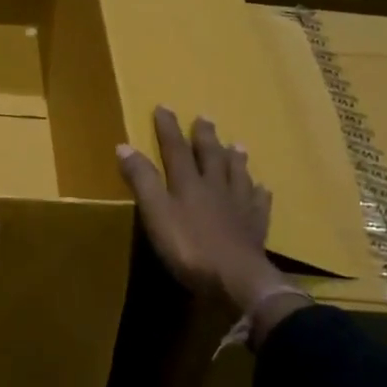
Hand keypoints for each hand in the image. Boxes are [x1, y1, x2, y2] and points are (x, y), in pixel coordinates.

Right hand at [117, 107, 286, 312]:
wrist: (237, 280)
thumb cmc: (189, 247)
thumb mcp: (155, 214)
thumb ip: (142, 181)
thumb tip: (124, 146)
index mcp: (189, 184)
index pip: (175, 150)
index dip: (168, 129)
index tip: (164, 107)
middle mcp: (216, 188)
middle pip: (211, 156)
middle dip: (205, 137)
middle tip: (205, 117)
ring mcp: (239, 207)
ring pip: (238, 175)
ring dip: (235, 158)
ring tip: (237, 144)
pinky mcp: (255, 228)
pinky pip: (258, 204)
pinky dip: (259, 193)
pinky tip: (262, 188)